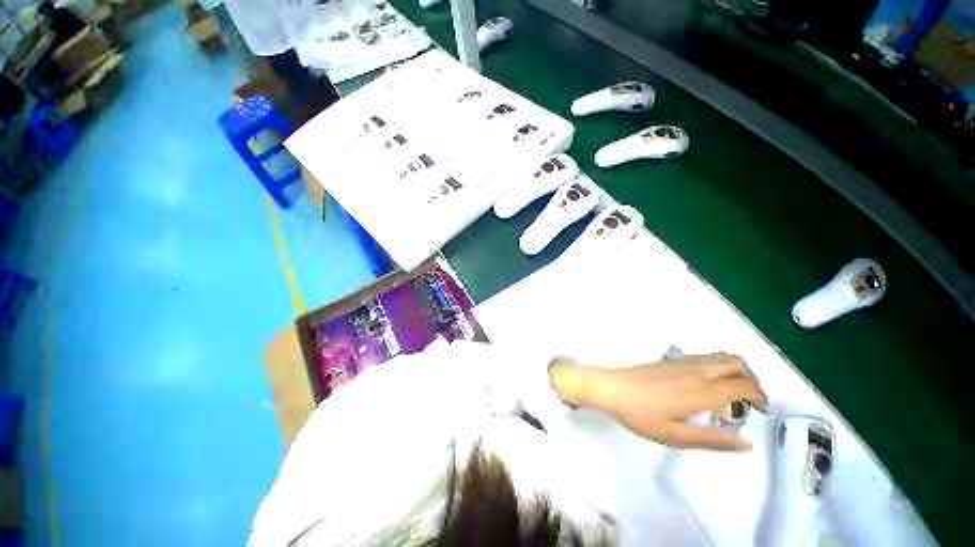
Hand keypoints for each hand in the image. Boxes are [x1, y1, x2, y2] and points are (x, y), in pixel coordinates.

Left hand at [550, 354, 768, 450]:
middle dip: (753, 379)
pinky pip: (705, 357)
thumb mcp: (676, 436)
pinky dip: (719, 365)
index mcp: (700, 390)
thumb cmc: (641, 414)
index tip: (764, 411)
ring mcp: (681, 361)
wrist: (612, 388)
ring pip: (720, 356)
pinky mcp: (671, 360)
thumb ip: (713, 440)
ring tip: (735, 392)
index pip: (742, 385)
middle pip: (736, 363)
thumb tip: (746, 442)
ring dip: (737, 370)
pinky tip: (710, 383)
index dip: (761, 396)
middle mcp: (695, 370)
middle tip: (753, 400)